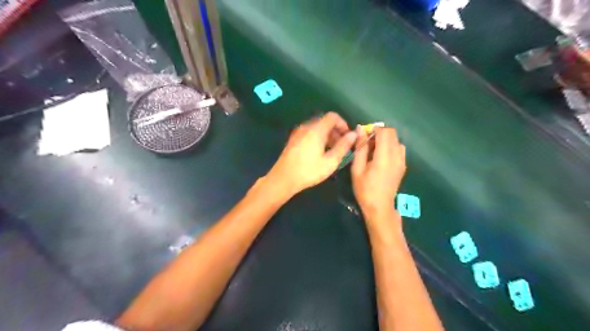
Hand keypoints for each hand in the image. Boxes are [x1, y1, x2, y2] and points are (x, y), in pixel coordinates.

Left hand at [267, 113, 353, 196]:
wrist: (283, 179)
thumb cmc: (309, 171)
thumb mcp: (330, 161)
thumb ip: (343, 146)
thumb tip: (353, 134)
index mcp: (316, 130)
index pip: (333, 116)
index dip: (343, 124)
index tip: (348, 136)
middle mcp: (306, 127)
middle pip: (324, 121)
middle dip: (336, 131)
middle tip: (342, 145)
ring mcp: (298, 132)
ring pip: (316, 128)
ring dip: (327, 135)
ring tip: (332, 150)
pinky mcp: (293, 139)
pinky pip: (309, 133)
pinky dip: (318, 137)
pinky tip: (319, 152)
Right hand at [349, 126, 405, 219]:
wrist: (379, 207)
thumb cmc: (364, 189)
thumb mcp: (357, 169)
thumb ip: (360, 148)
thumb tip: (360, 129)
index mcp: (384, 157)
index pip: (384, 132)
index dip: (374, 130)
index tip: (364, 137)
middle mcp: (396, 156)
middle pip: (392, 133)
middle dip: (379, 133)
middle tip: (368, 144)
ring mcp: (402, 161)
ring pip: (396, 140)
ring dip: (385, 140)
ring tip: (374, 152)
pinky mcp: (403, 165)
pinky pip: (399, 148)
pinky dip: (390, 147)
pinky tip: (381, 158)